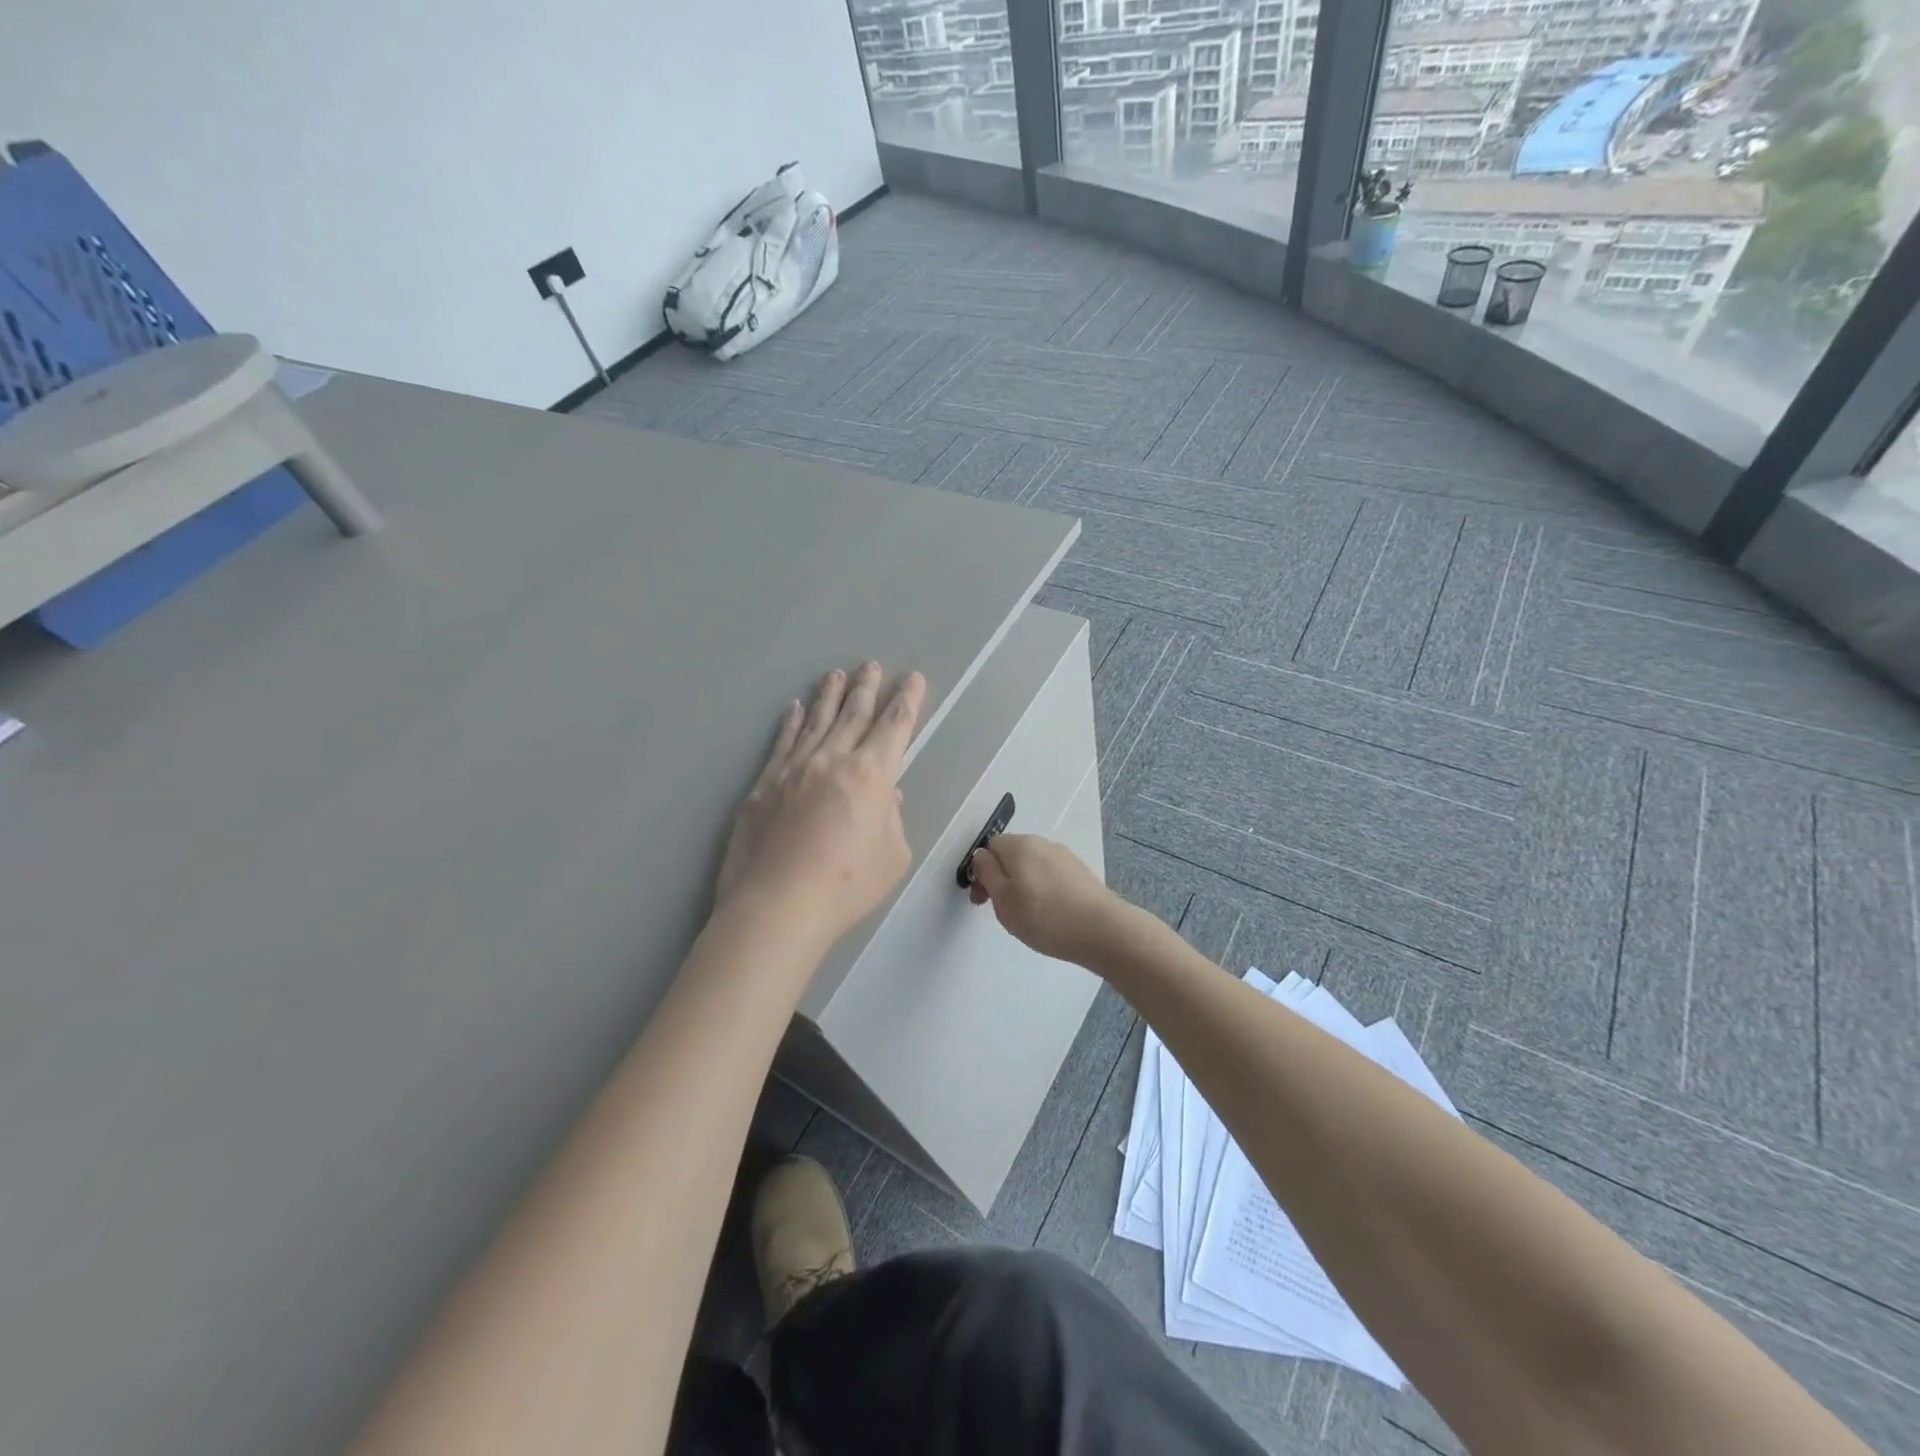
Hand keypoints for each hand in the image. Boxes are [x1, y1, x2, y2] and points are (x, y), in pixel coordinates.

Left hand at [715, 662, 926, 947]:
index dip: (907, 700)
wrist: (777, 906)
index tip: (912, 679)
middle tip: (871, 664)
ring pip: (817, 722)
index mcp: (872, 775)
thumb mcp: (893, 856)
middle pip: (854, 714)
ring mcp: (794, 769)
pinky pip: (782, 743)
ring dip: (830, 696)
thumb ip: (891, 818)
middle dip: (867, 688)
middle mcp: (833, 760)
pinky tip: (795, 709)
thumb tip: (884, 796)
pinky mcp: (763, 785)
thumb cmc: (847, 886)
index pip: (895, 726)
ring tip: (836, 674)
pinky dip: (791, 723)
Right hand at [966, 833, 1124, 965]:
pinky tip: (1050, 913)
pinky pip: (1051, 876)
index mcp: (1019, 844)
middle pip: (1011, 855)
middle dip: (1001, 879)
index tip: (982, 900)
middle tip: (1004, 911)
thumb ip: (986, 872)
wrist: (1101, 930)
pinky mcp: (1080, 872)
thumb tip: (981, 856)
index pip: (989, 848)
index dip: (981, 873)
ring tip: (1029, 916)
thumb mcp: (1002, 898)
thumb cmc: (1044, 916)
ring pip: (1031, 867)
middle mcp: (1042, 843)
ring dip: (1023, 885)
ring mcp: (1064, 856)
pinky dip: (1044, 890)